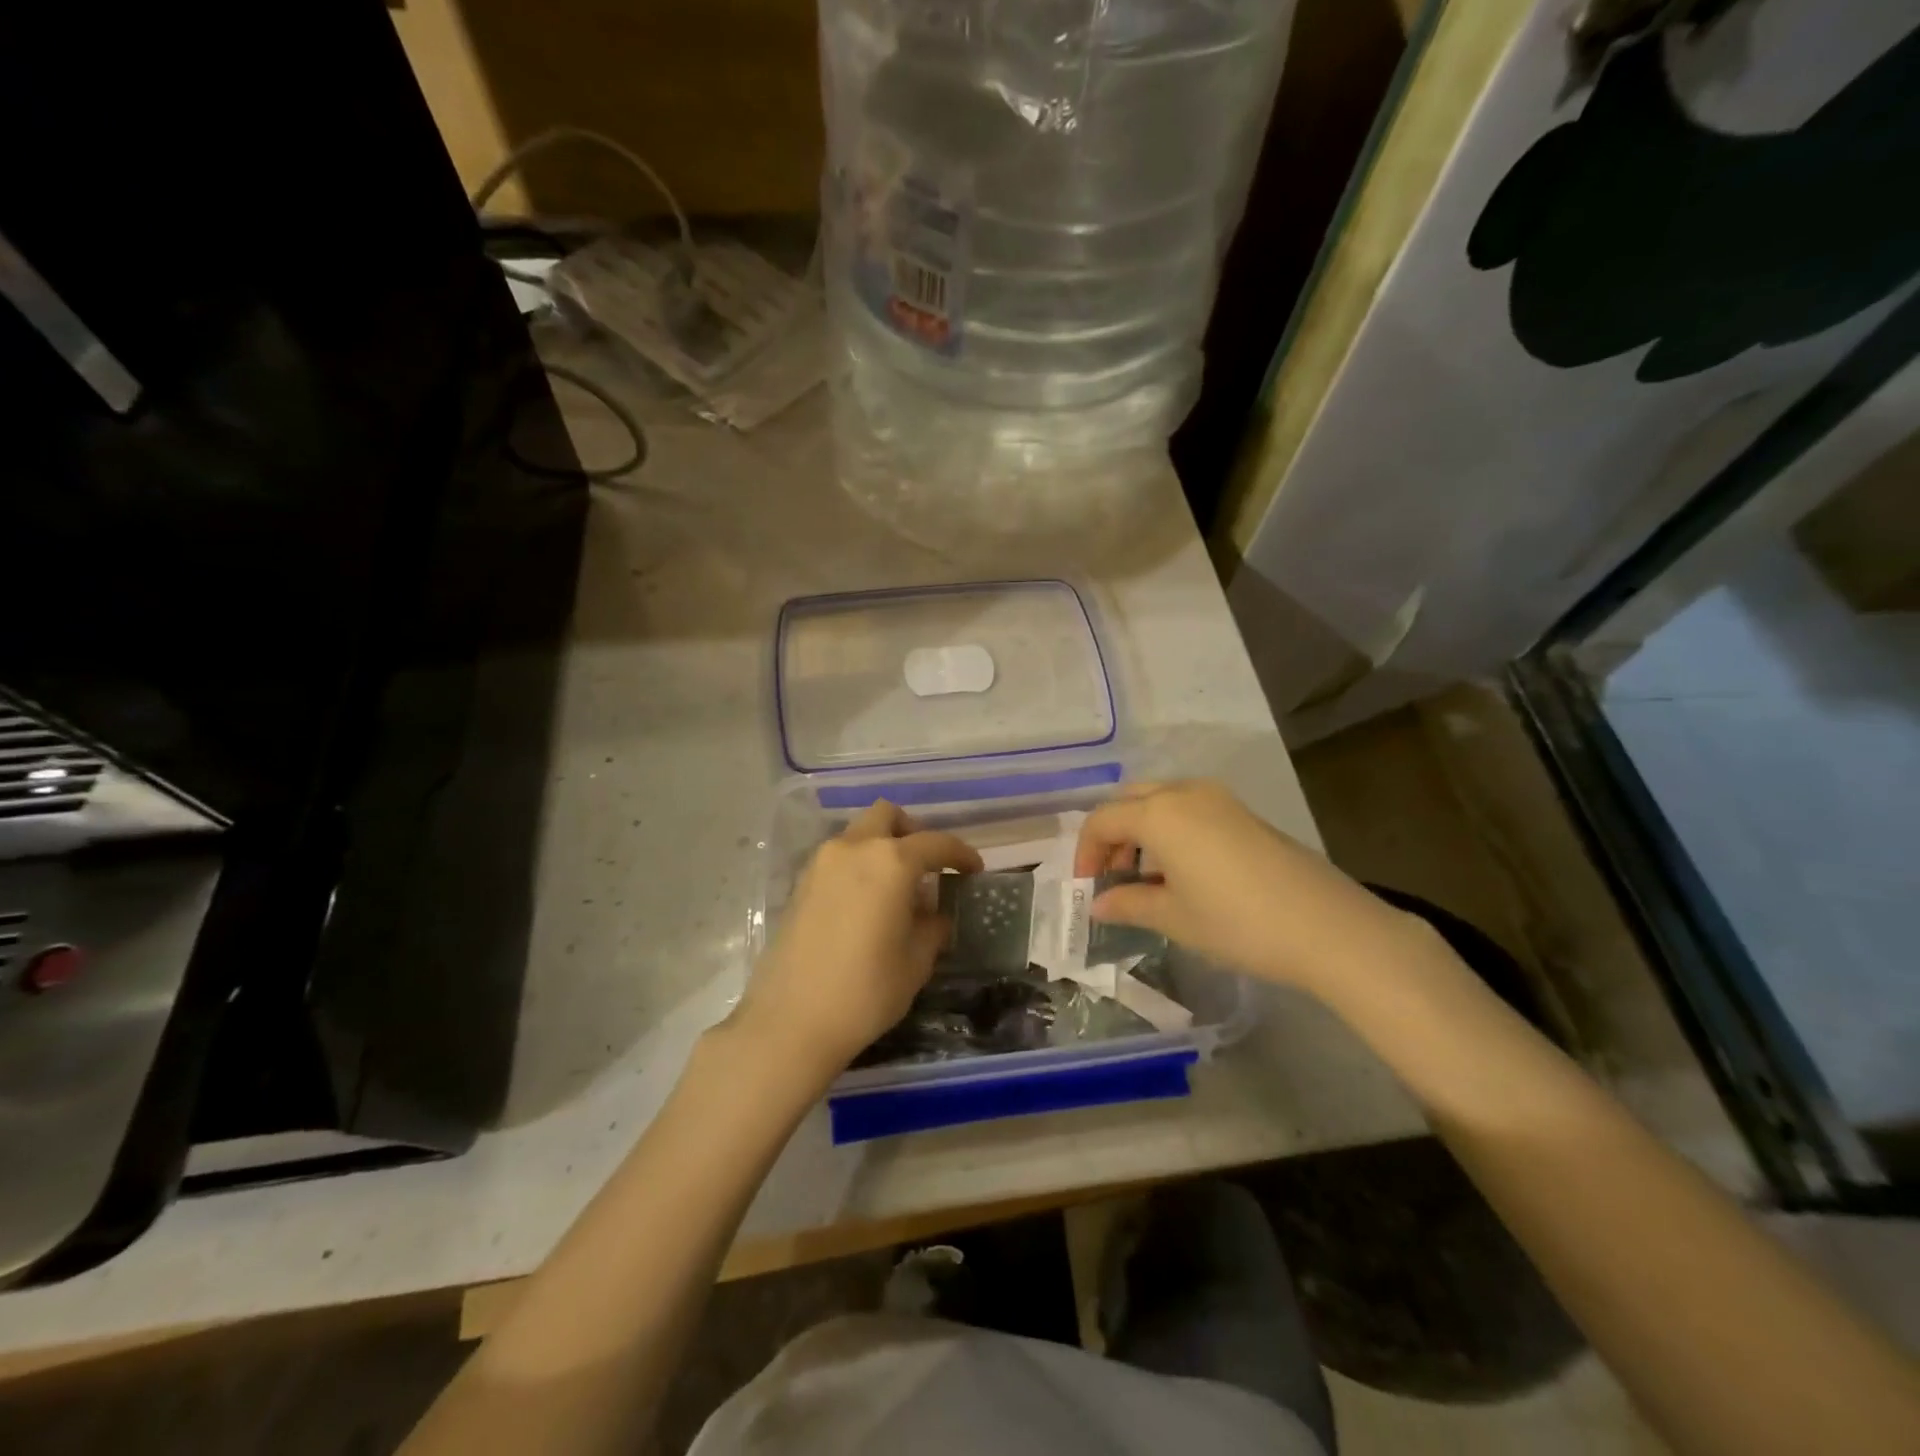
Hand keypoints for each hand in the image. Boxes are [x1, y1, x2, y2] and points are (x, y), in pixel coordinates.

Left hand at [733, 800, 981, 1081]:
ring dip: (882, 847)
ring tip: (898, 889)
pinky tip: (869, 904)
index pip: (935, 843)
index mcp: (890, 862)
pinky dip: (859, 865)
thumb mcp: (916, 962)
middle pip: (887, 816)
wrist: (791, 1022)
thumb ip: (932, 928)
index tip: (974, 870)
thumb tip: (935, 916)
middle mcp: (854, 849)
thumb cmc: (866, 991)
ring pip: (859, 834)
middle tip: (928, 866)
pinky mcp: (800, 884)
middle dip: (913, 832)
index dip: (960, 854)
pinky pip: (839, 858)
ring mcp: (821, 864)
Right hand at [1075, 780, 1415, 994]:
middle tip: (1112, 876)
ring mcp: (1219, 799)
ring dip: (1141, 830)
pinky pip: (1189, 808)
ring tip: (1144, 876)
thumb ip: (1128, 903)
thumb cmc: (1237, 922)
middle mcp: (1185, 792)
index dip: (1086, 854)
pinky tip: (1181, 870)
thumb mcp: (1173, 917)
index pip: (1102, 821)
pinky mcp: (1244, 813)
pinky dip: (1170, 830)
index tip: (1088, 889)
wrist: (1327, 927)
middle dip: (1111, 835)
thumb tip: (1097, 903)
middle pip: (1129, 801)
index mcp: (1159, 813)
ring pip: (1160, 800)